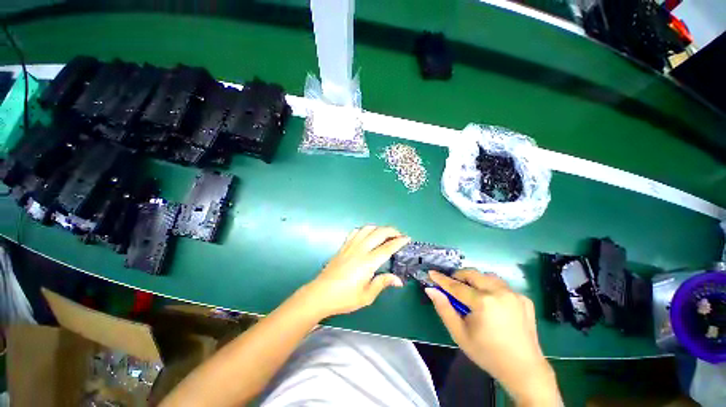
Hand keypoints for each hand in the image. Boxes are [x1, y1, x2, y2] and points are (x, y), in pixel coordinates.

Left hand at [302, 226, 409, 317]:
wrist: (320, 294)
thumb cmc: (344, 298)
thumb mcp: (366, 296)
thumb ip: (382, 283)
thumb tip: (398, 280)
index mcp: (367, 262)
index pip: (387, 248)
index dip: (399, 242)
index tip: (407, 238)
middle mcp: (360, 250)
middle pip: (378, 233)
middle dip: (391, 231)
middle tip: (399, 235)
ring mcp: (350, 246)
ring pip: (367, 229)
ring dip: (378, 228)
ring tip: (385, 234)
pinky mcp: (343, 246)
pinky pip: (355, 232)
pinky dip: (364, 230)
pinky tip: (367, 235)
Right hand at [427, 270, 560, 405]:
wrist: (524, 370)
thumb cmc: (487, 354)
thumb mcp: (460, 334)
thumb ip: (444, 309)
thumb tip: (431, 290)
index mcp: (483, 303)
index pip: (456, 286)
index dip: (442, 279)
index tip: (431, 273)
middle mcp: (500, 293)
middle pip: (473, 274)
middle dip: (459, 276)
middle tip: (452, 285)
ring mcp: (514, 294)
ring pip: (488, 277)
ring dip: (476, 280)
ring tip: (472, 294)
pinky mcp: (524, 299)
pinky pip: (502, 286)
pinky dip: (492, 289)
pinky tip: (493, 304)